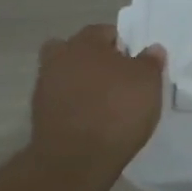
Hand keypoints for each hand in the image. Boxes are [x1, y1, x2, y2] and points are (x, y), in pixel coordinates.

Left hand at [30, 25, 166, 170]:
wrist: (76, 158)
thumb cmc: (117, 110)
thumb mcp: (148, 83)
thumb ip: (150, 62)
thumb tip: (152, 49)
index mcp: (85, 43)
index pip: (104, 32)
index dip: (121, 45)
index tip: (134, 63)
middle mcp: (59, 58)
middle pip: (77, 50)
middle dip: (94, 60)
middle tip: (116, 79)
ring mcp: (45, 86)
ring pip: (66, 75)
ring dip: (81, 84)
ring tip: (105, 103)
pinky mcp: (40, 114)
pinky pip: (62, 101)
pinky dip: (74, 106)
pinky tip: (92, 121)